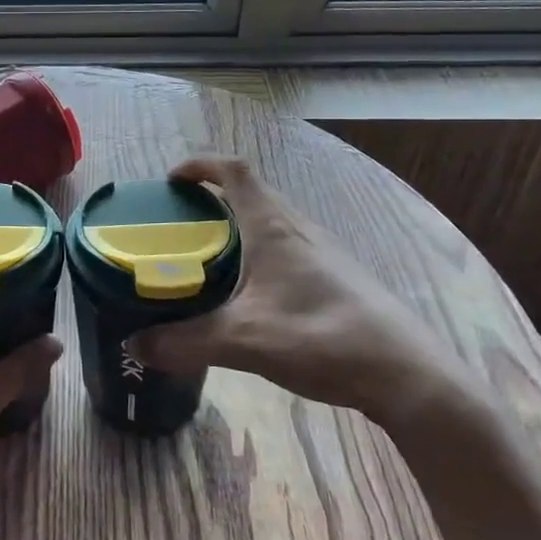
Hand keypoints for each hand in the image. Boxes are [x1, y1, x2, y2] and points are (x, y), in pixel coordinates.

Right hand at [129, 156, 466, 426]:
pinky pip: (286, 248)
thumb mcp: (243, 341)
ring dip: (236, 228)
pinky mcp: (336, 277)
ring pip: (270, 222)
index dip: (200, 165)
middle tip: (179, 227)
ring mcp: (323, 251)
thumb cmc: (321, 338)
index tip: (170, 181)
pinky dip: (257, 254)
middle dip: (211, 200)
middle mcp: (299, 228)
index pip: (234, 171)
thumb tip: (135, 345)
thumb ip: (184, 342)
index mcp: (274, 227)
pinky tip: (250, 295)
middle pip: (251, 194)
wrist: (405, 374)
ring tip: (207, 259)